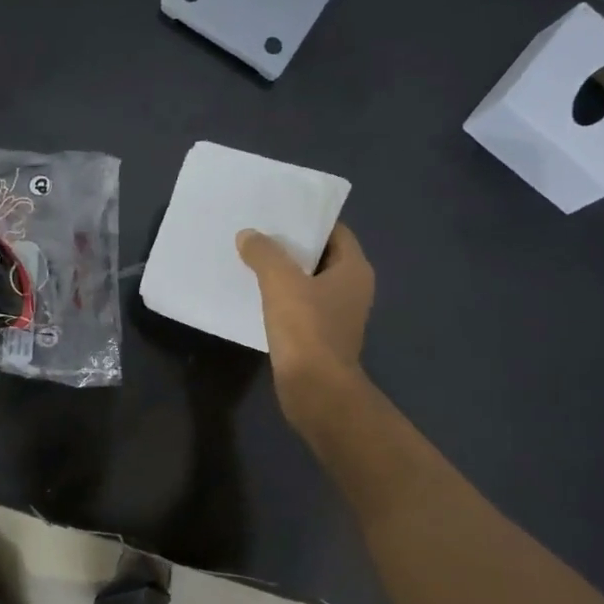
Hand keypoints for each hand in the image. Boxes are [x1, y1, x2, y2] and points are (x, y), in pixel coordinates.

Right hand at [237, 223, 375, 423]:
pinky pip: (300, 307)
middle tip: (258, 233)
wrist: (316, 390)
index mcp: (354, 269)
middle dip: (290, 246)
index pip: (335, 231)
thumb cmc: (306, 329)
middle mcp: (352, 289)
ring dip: (283, 274)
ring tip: (250, 260)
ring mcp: (337, 315)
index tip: (278, 213)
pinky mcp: (320, 337)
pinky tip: (254, 295)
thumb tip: (248, 235)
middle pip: (320, 256)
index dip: (308, 221)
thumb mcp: (281, 283)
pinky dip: (281, 299)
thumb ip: (264, 254)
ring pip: (308, 283)